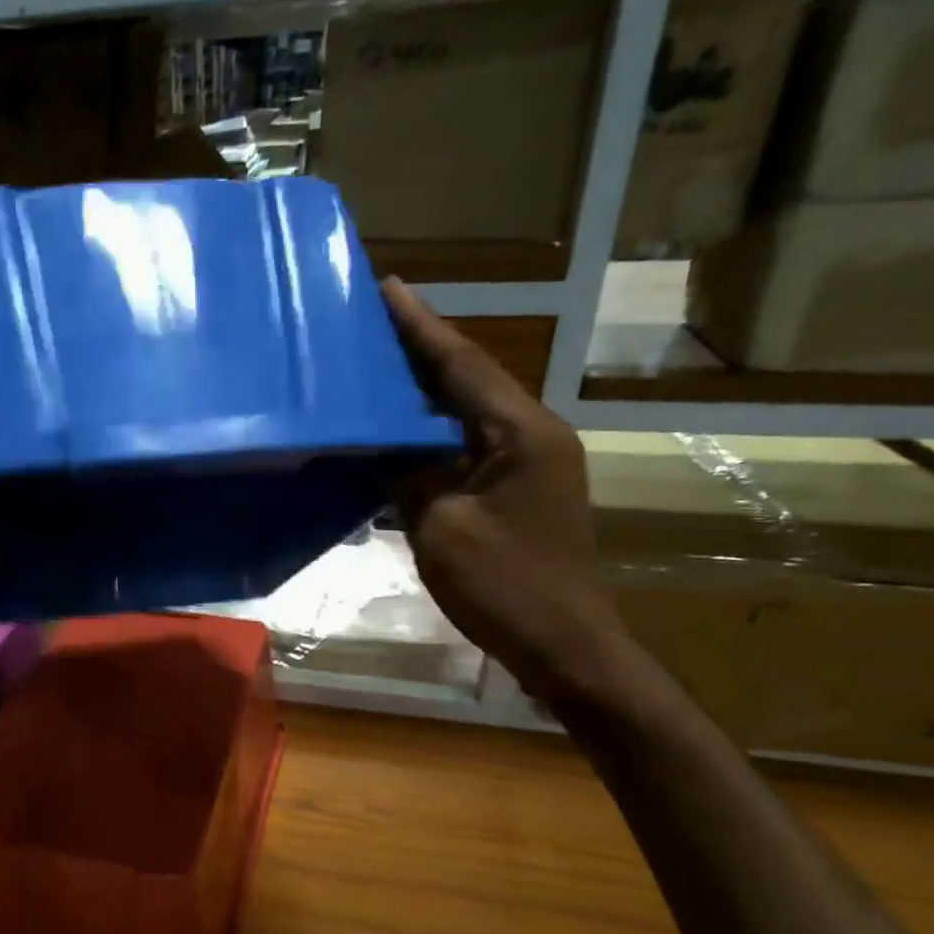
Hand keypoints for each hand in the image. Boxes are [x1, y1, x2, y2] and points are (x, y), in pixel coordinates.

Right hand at [380, 277, 623, 697]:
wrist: (565, 646)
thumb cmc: (505, 586)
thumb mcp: (441, 526)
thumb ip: (409, 475)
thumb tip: (385, 447)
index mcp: (520, 433)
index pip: (461, 364)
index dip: (419, 326)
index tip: (386, 287)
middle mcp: (531, 435)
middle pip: (467, 379)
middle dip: (418, 349)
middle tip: (368, 321)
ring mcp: (527, 464)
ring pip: (466, 412)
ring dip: (422, 390)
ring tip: (374, 365)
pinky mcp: (516, 490)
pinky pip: (464, 446)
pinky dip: (428, 433)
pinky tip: (394, 431)